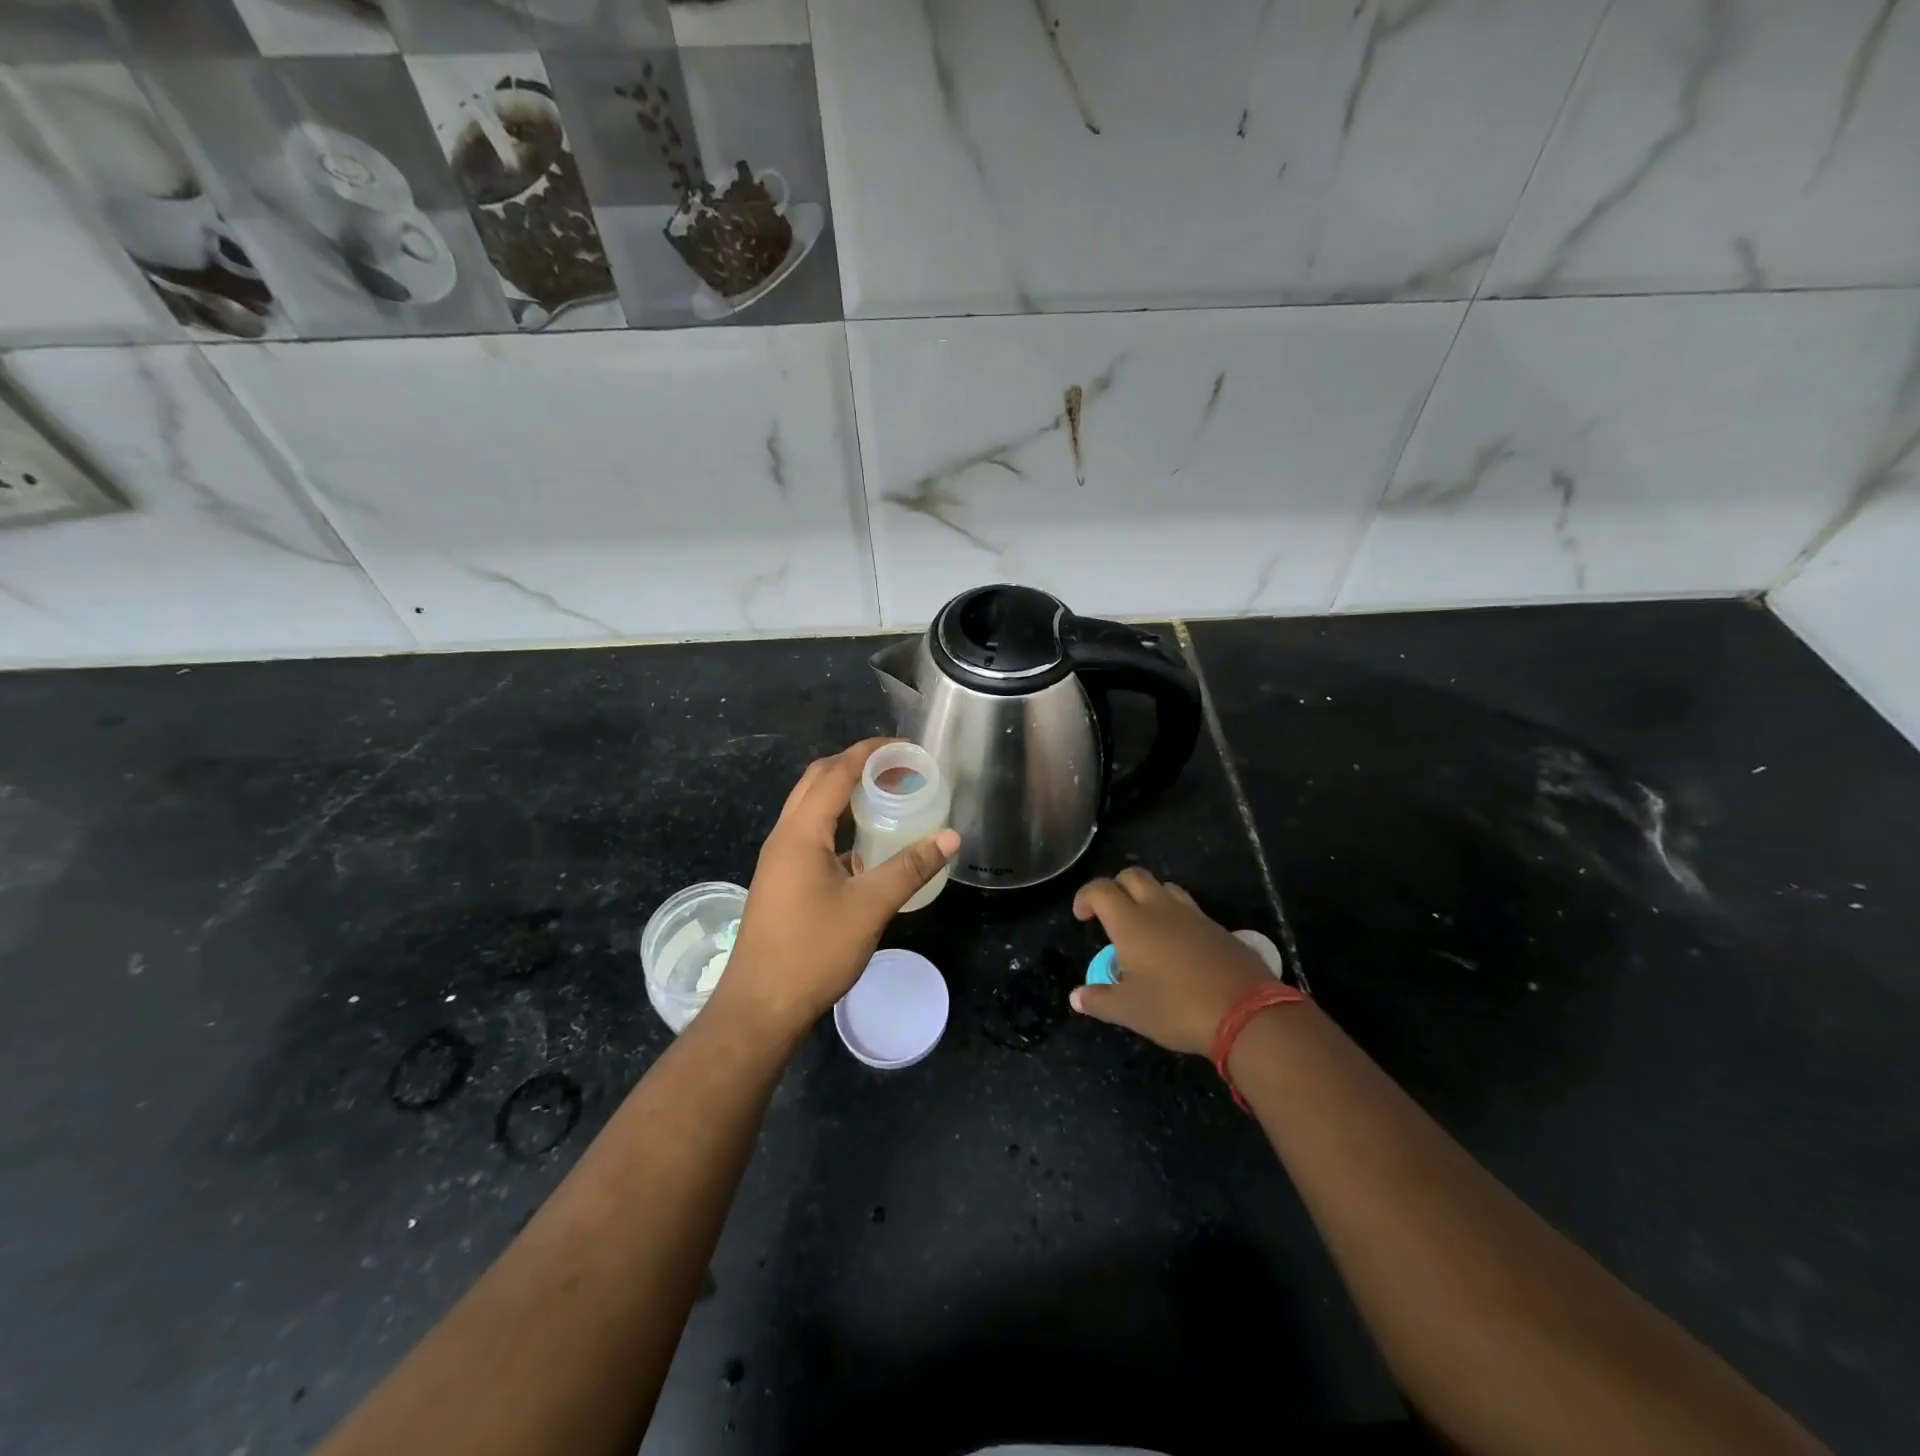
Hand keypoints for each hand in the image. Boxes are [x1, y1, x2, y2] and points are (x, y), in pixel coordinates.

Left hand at [711, 739, 959, 1043]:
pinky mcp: (781, 880)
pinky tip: (865, 844)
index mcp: (801, 832)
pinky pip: (810, 834)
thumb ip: (910, 867)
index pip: (836, 773)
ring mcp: (779, 859)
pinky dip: (837, 823)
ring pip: (811, 808)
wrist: (760, 1007)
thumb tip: (950, 836)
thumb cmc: (813, 951)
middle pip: (817, 781)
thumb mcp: (869, 907)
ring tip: (885, 796)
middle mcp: (785, 836)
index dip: (868, 752)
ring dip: (844, 793)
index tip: (903, 746)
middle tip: (897, 768)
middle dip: (855, 765)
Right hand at [1069, 867, 1276, 1054]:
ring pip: (1164, 887)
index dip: (1085, 897)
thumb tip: (1076, 997)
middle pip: (1133, 876)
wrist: (1246, 1012)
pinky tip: (1176, 946)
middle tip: (1110, 914)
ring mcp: (1193, 915)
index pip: (1101, 890)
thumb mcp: (1130, 1011)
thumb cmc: (1176, 1007)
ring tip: (1144, 926)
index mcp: (1131, 923)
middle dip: (1116, 887)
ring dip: (1147, 896)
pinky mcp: (1218, 928)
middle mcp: (1160, 909)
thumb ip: (1100, 1000)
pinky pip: (1189, 908)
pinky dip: (1175, 916)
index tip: (1082, 917)